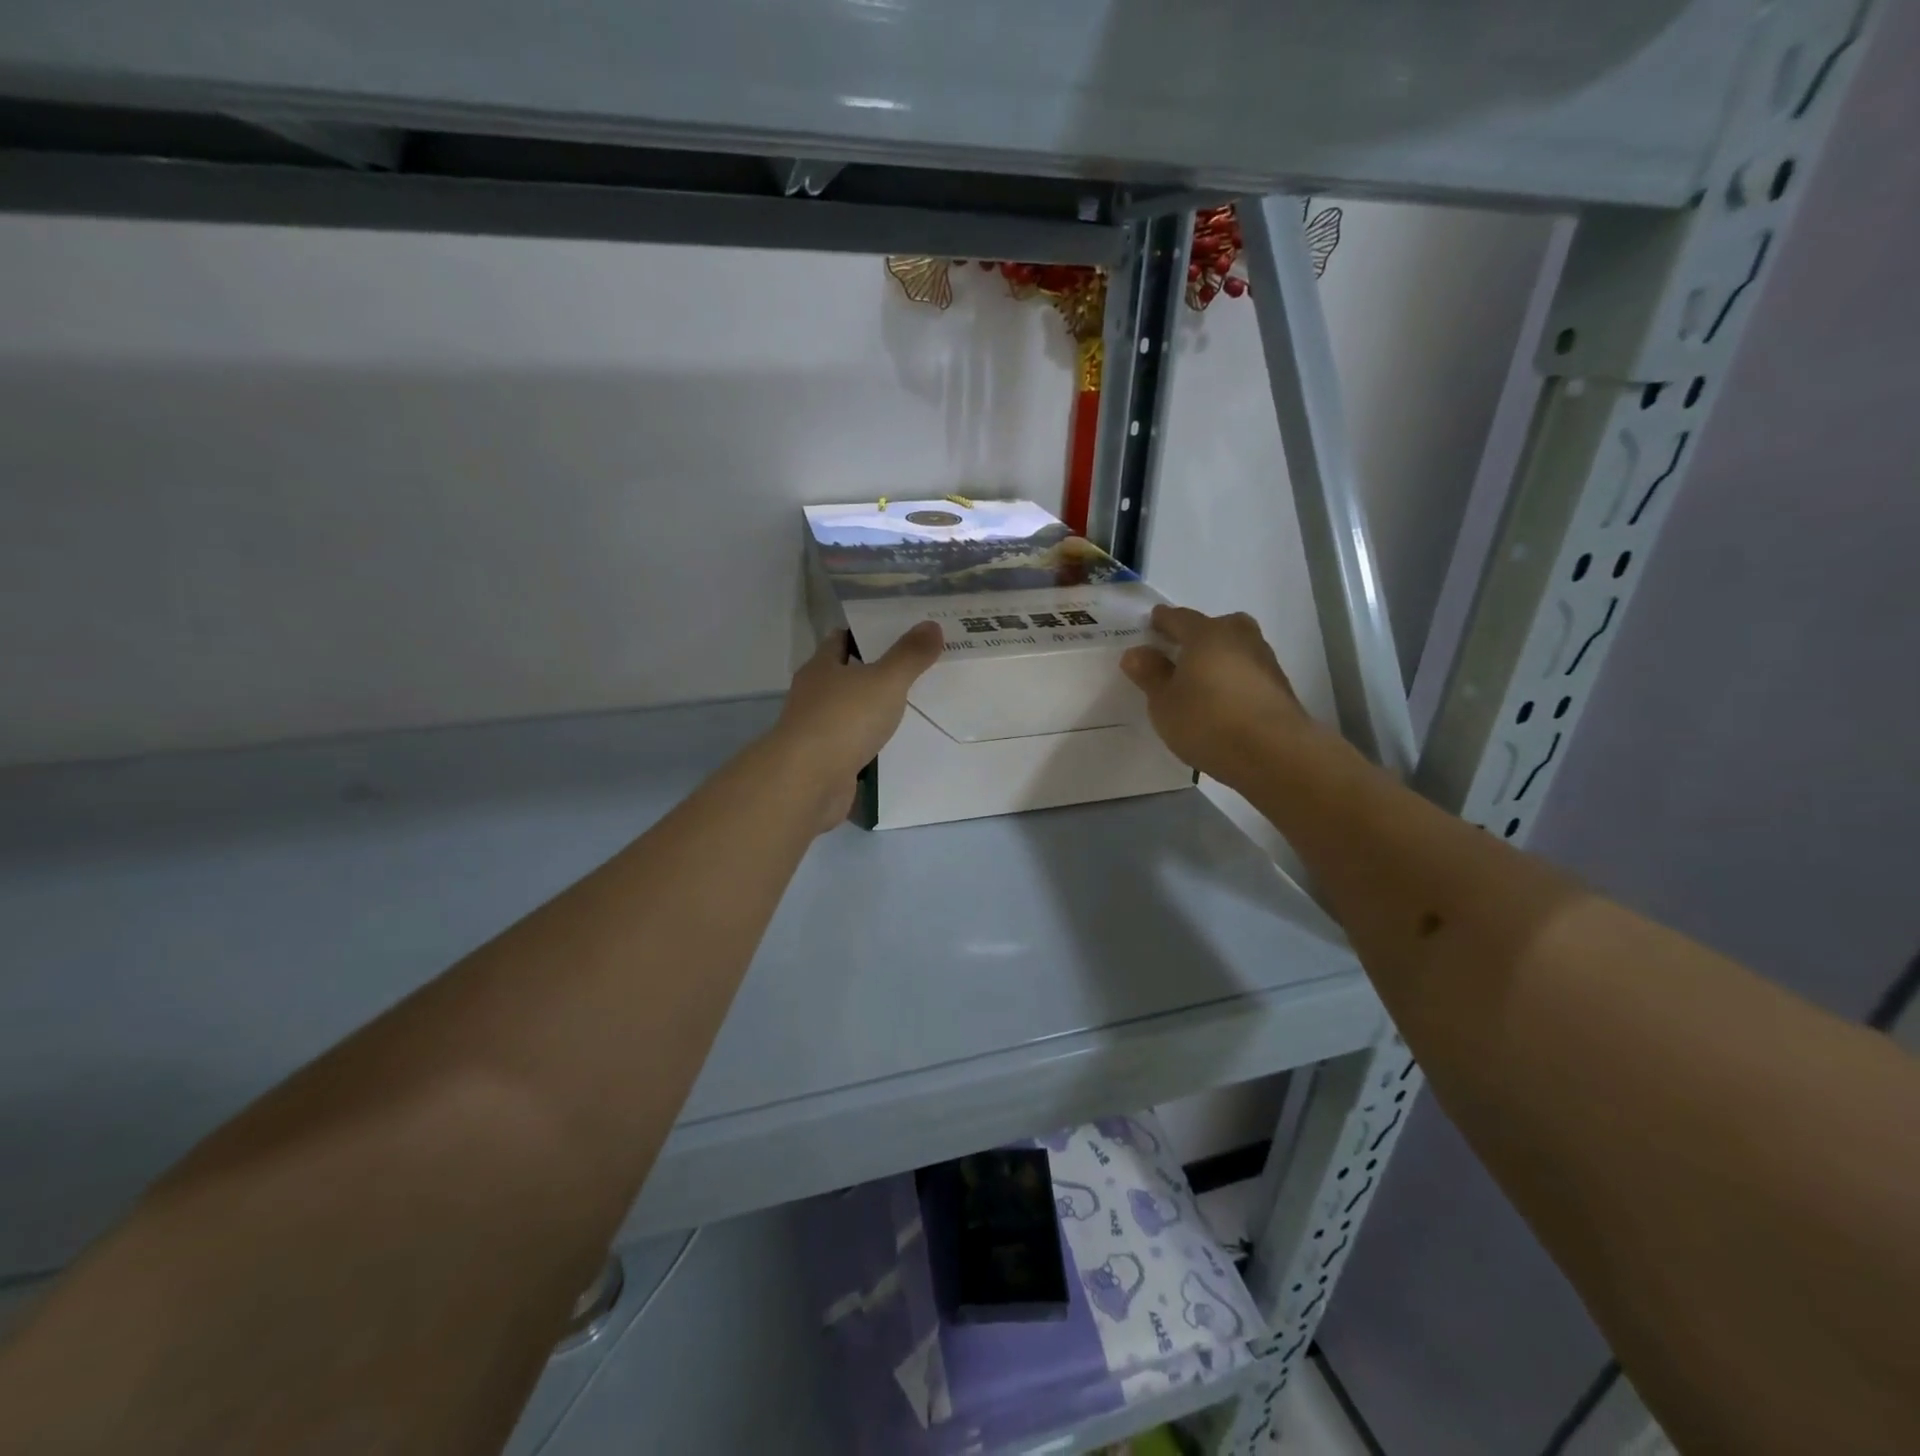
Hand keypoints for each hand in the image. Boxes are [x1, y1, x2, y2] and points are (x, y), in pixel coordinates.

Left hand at [773, 623, 943, 829]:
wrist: (808, 782)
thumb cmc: (843, 720)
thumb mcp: (885, 681)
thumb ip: (909, 655)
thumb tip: (932, 624)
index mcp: (822, 667)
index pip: (841, 639)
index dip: (867, 634)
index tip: (899, 634)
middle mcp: (814, 694)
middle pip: (846, 675)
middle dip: (875, 671)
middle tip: (915, 667)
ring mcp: (817, 730)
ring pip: (850, 711)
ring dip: (873, 709)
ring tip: (912, 704)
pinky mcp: (824, 761)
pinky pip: (853, 744)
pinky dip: (870, 741)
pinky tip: (894, 743)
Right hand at [1120, 605, 1322, 789]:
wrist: (1274, 754)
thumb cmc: (1208, 722)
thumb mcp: (1164, 703)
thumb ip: (1150, 675)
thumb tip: (1136, 653)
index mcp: (1206, 634)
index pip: (1179, 618)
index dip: (1162, 621)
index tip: (1150, 626)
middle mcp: (1239, 637)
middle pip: (1215, 627)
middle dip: (1197, 636)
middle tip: (1179, 654)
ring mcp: (1264, 660)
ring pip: (1235, 648)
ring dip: (1219, 657)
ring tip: (1201, 681)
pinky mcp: (1279, 686)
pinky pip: (1248, 671)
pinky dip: (1234, 678)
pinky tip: (1224, 700)